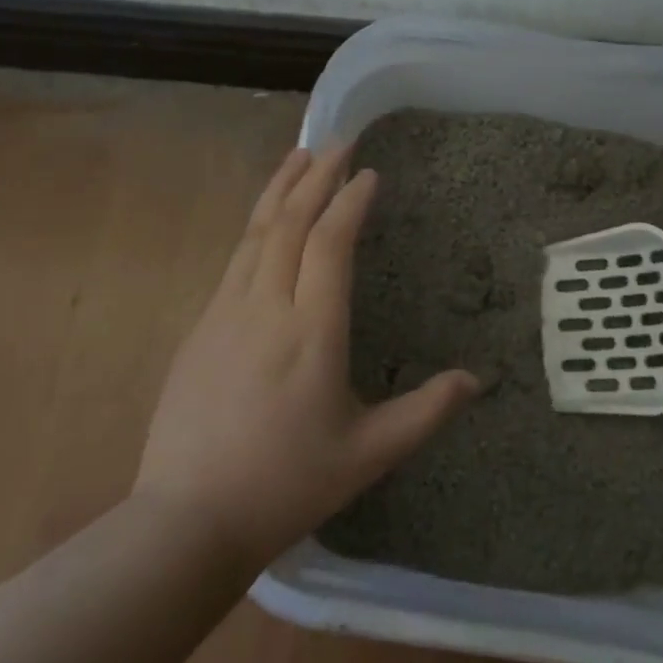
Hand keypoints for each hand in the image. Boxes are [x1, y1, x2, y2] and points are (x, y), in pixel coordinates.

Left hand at [134, 145, 478, 562]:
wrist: (186, 521)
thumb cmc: (286, 485)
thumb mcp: (368, 454)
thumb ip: (426, 412)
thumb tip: (477, 380)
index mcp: (311, 332)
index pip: (330, 244)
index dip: (350, 202)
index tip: (370, 173)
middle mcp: (266, 308)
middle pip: (290, 222)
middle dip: (317, 176)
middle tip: (339, 141)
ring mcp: (226, 313)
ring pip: (256, 231)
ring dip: (281, 187)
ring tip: (301, 154)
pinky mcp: (201, 326)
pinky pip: (235, 257)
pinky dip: (257, 222)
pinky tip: (266, 216)